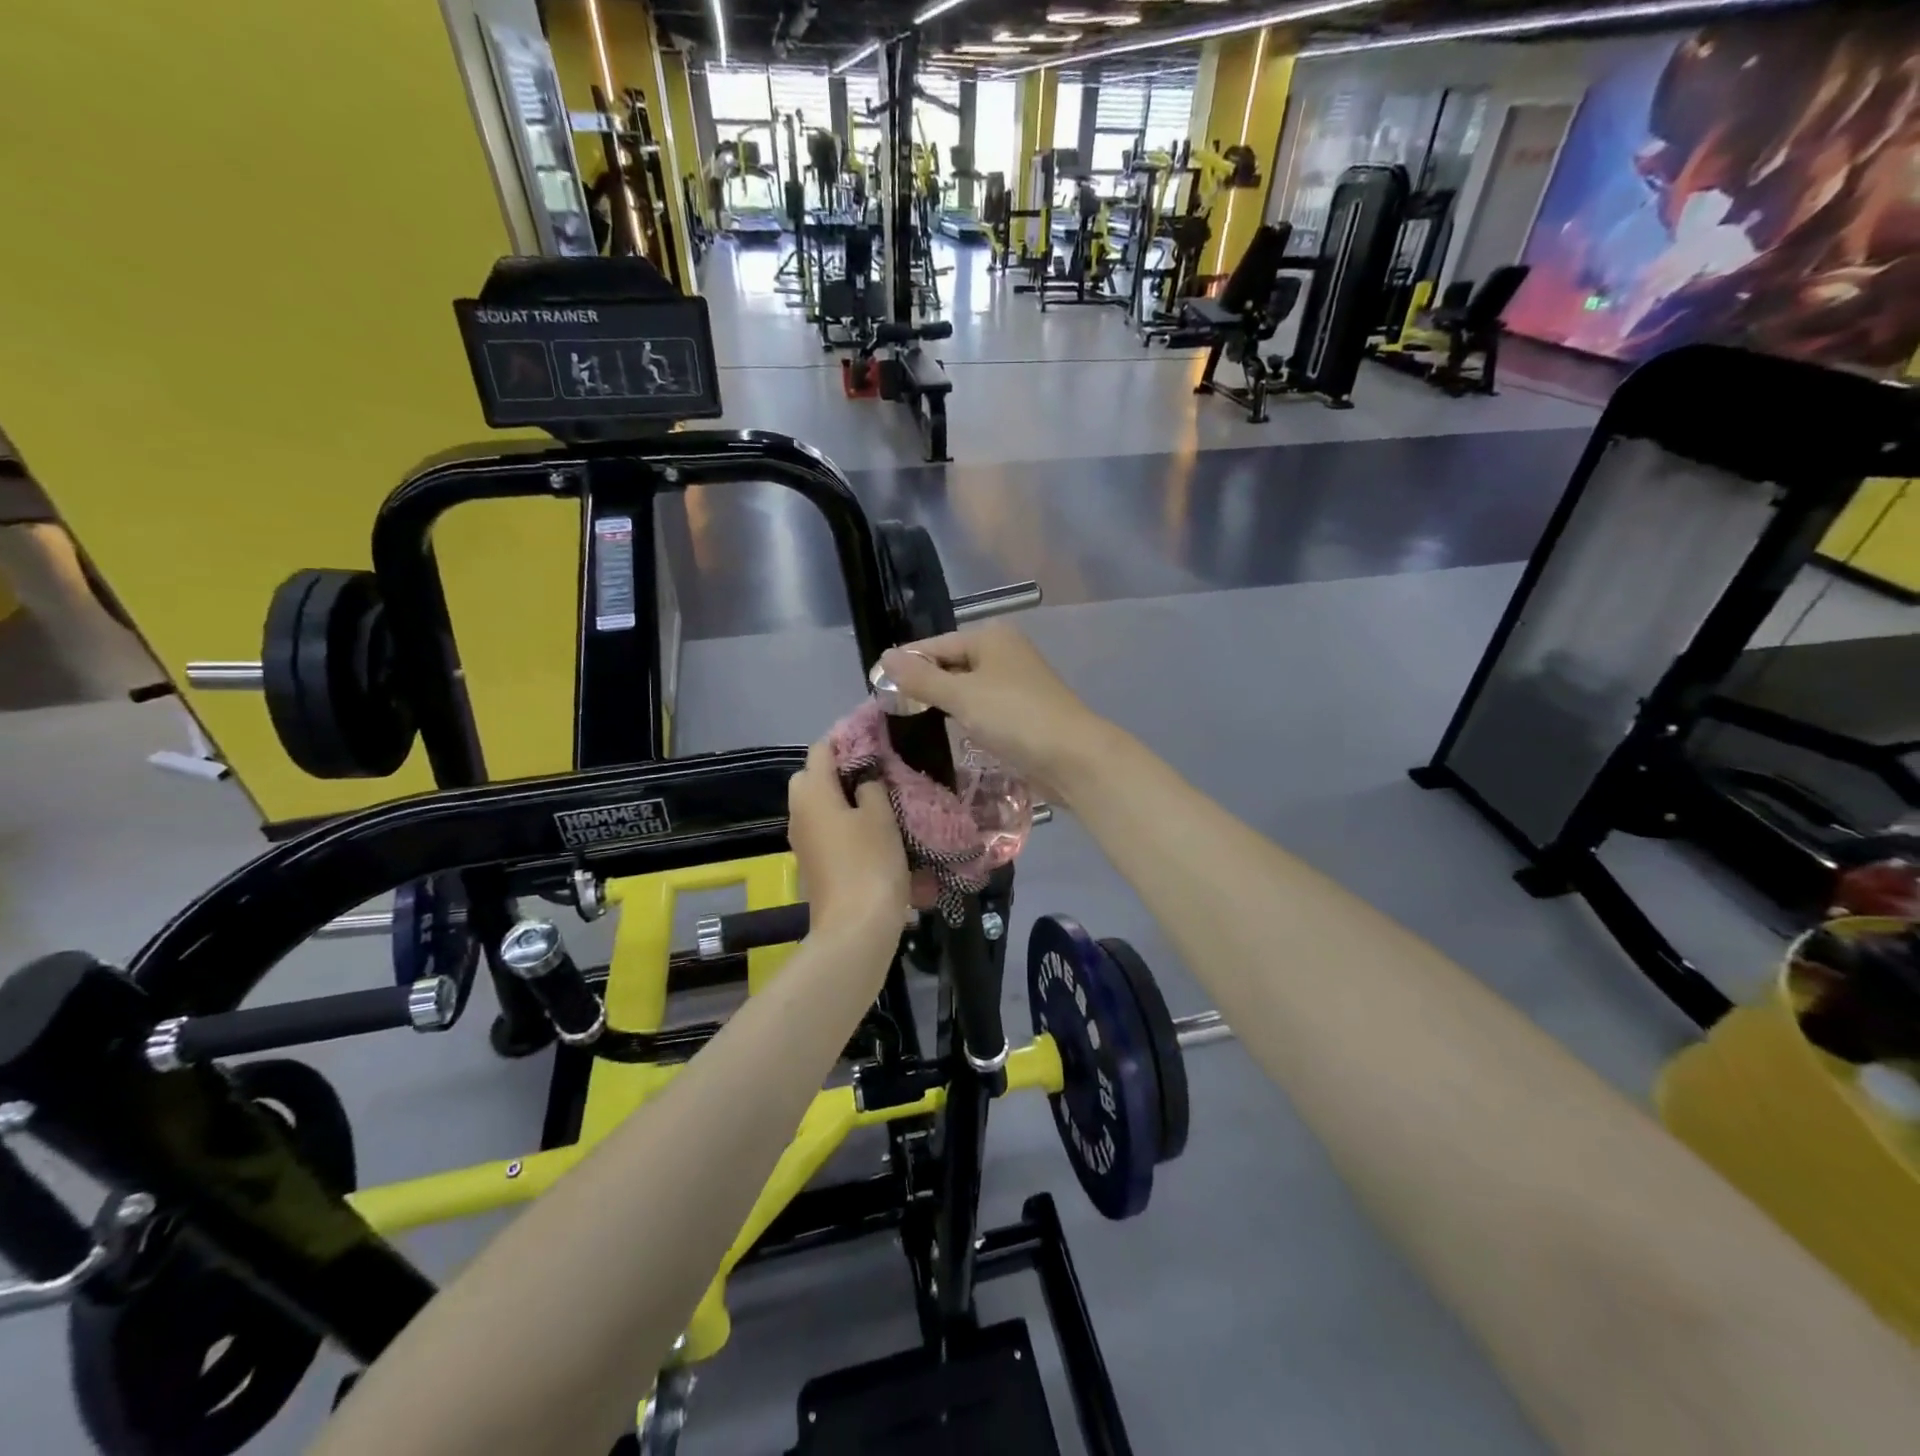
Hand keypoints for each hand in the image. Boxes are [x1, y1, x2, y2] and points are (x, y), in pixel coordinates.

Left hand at [787, 739, 908, 939]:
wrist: (855, 928)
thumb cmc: (870, 863)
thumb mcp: (880, 816)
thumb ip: (872, 787)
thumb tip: (865, 779)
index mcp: (812, 792)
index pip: (822, 749)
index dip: (847, 741)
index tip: (877, 744)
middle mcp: (799, 812)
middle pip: (813, 777)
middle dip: (841, 771)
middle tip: (877, 776)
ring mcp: (802, 841)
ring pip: (819, 806)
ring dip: (844, 800)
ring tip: (880, 804)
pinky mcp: (813, 864)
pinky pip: (824, 830)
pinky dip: (843, 825)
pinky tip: (872, 834)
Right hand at [879, 624, 1115, 805]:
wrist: (1072, 757)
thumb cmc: (1015, 717)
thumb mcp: (962, 695)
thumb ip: (922, 679)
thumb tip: (884, 657)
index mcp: (990, 637)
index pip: (935, 645)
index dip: (907, 665)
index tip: (878, 689)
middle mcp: (1004, 653)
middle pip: (952, 665)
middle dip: (926, 687)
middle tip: (892, 712)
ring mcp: (1016, 683)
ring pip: (968, 689)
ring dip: (946, 705)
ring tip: (913, 724)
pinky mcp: (1023, 712)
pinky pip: (984, 709)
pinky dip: (966, 719)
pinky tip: (950, 734)